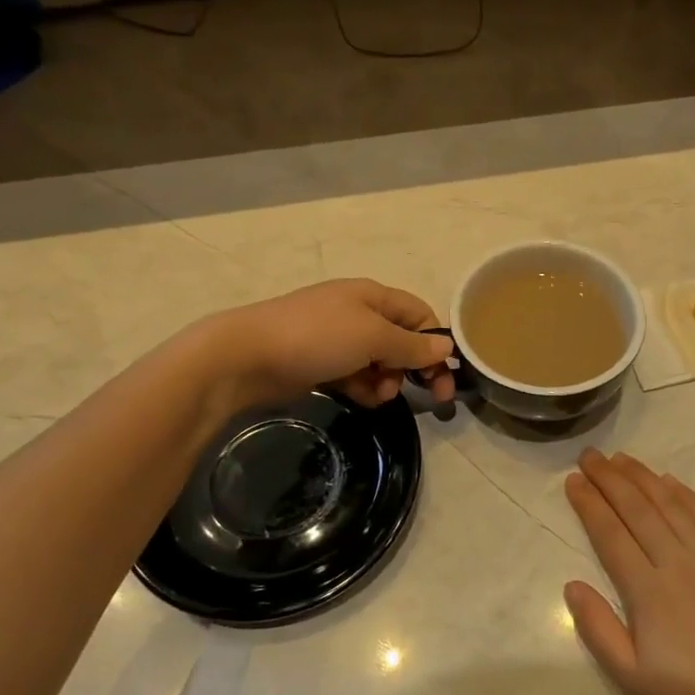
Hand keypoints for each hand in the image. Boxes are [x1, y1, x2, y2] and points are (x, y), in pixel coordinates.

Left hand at [202, 279, 455, 409]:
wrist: (247, 356)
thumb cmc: (317, 337)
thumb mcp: (373, 337)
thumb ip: (412, 345)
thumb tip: (446, 347)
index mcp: (373, 296)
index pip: (419, 315)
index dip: (435, 343)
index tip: (445, 377)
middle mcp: (358, 313)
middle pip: (402, 340)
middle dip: (413, 366)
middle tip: (429, 397)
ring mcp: (337, 338)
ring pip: (379, 361)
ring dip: (388, 380)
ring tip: (380, 395)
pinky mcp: (321, 363)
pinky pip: (356, 375)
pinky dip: (364, 387)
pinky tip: (363, 399)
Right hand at [563, 450, 694, 694]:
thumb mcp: (633, 681)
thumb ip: (598, 629)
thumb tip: (571, 584)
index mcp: (649, 591)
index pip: (611, 534)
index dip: (589, 504)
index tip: (573, 480)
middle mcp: (679, 563)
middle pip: (638, 510)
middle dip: (610, 479)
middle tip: (590, 456)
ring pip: (672, 506)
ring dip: (644, 478)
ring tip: (622, 459)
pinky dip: (685, 495)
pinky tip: (670, 483)